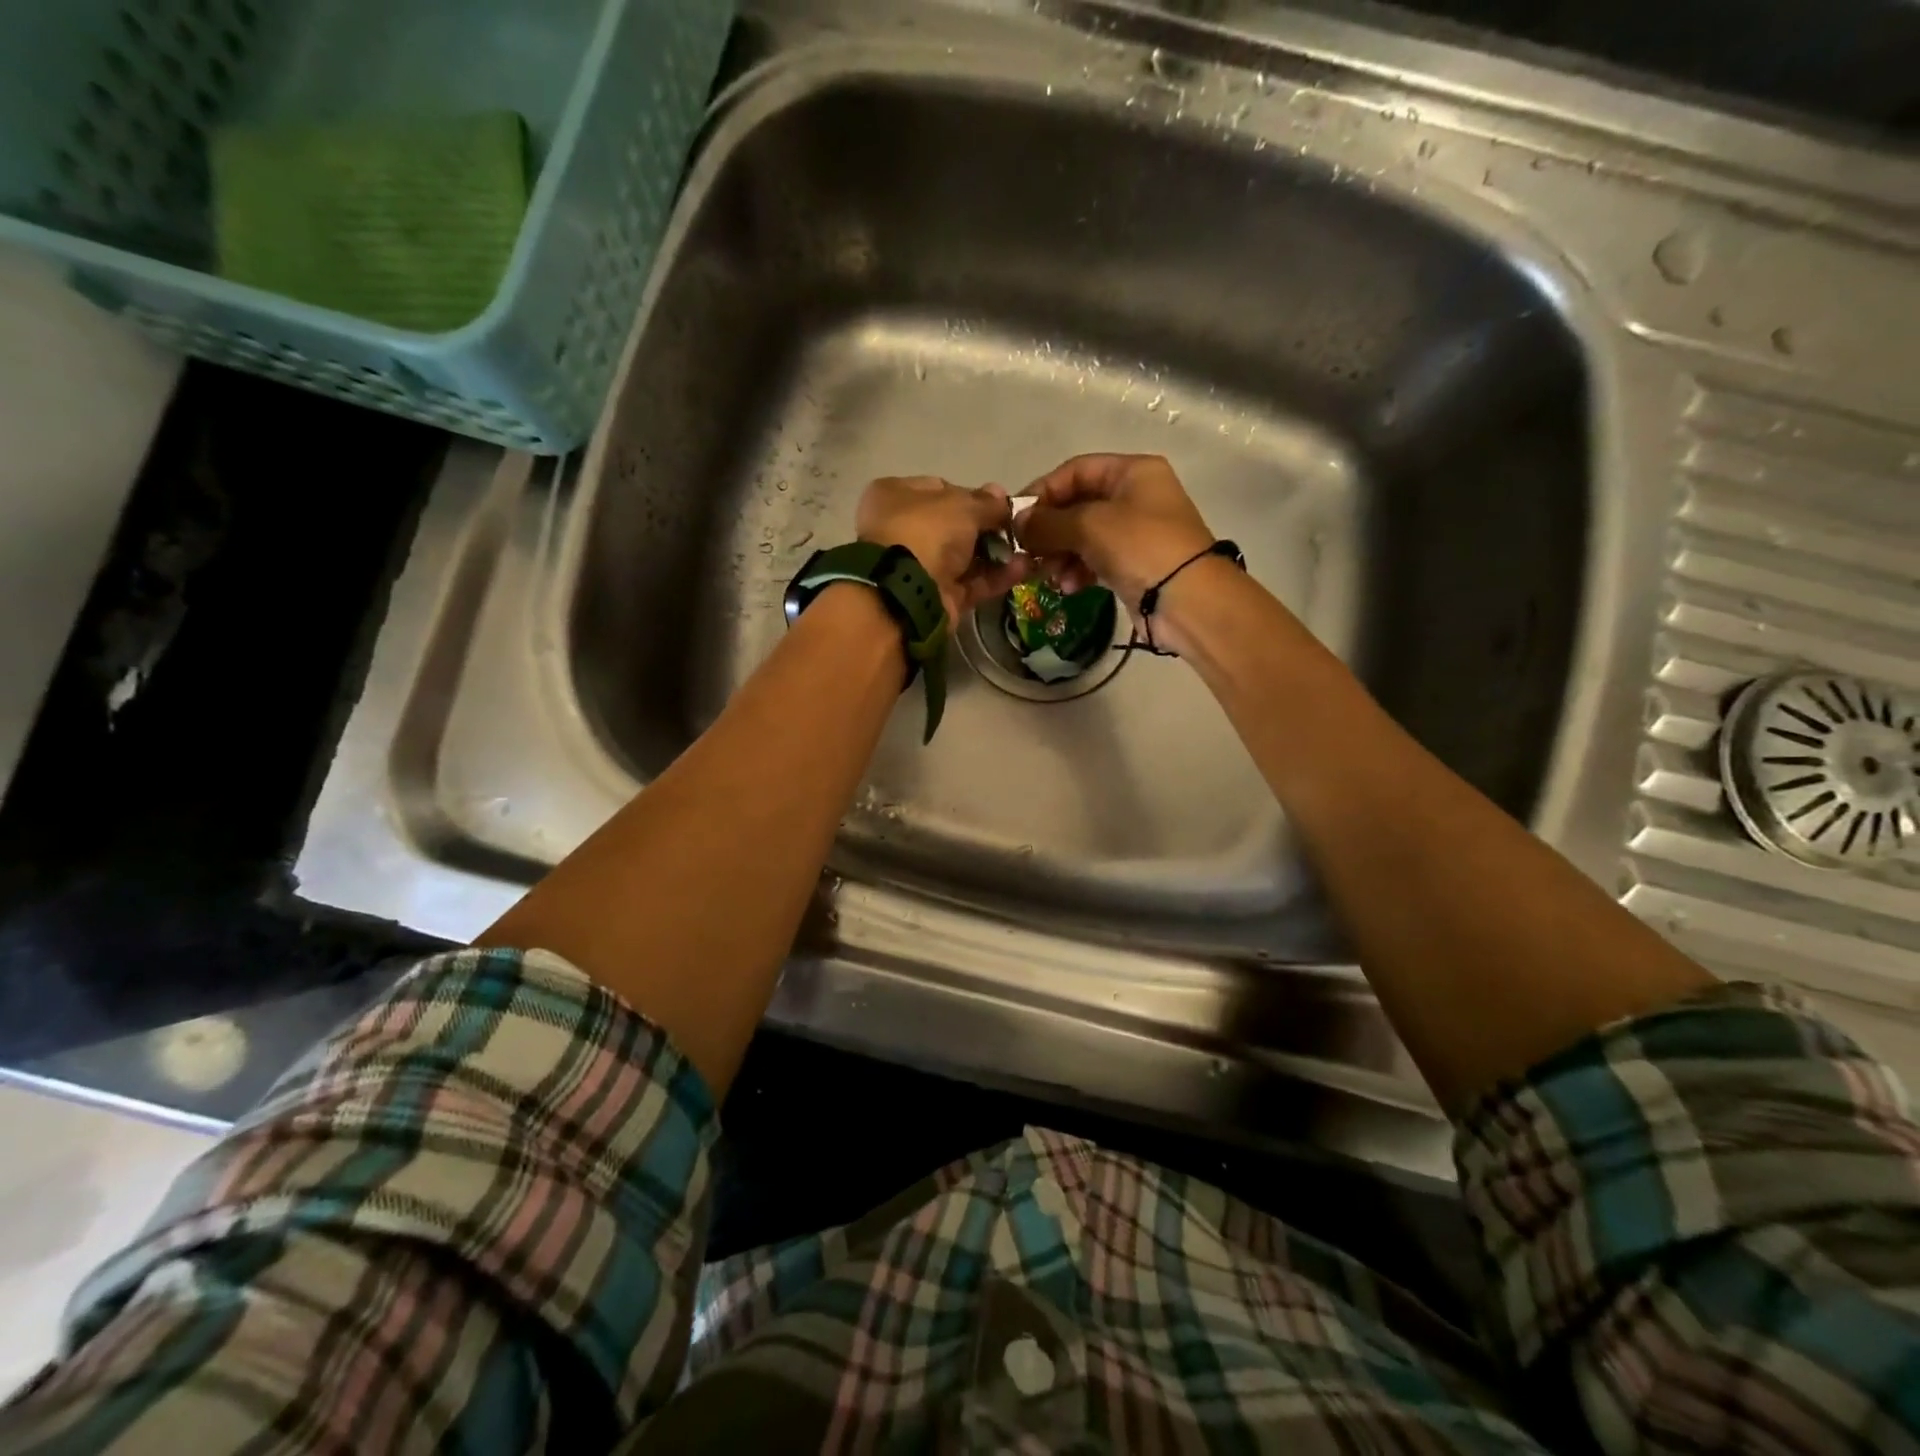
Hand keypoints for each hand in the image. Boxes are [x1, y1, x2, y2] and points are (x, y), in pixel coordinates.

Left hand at [856, 476, 1032, 625]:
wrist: (905, 591)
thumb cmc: (926, 532)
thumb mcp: (961, 506)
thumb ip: (986, 502)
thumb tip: (1001, 496)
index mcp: (896, 496)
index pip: (940, 489)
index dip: (972, 495)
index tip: (1000, 503)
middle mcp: (902, 530)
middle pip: (953, 526)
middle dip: (987, 528)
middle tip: (1017, 529)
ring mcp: (918, 567)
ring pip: (963, 557)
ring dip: (996, 554)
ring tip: (1029, 549)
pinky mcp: (935, 597)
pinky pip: (969, 583)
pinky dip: (994, 578)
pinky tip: (1023, 569)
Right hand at [1013, 454, 1215, 613]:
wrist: (1188, 599)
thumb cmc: (1141, 547)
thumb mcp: (1089, 526)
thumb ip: (1048, 522)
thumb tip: (1017, 523)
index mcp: (1132, 472)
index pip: (1075, 471)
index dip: (1043, 491)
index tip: (1017, 519)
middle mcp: (1135, 496)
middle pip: (1077, 505)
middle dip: (1050, 531)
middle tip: (1028, 553)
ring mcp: (1136, 532)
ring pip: (1083, 537)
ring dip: (1060, 555)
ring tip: (1049, 576)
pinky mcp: (1134, 565)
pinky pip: (1095, 561)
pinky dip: (1078, 571)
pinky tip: (1068, 587)